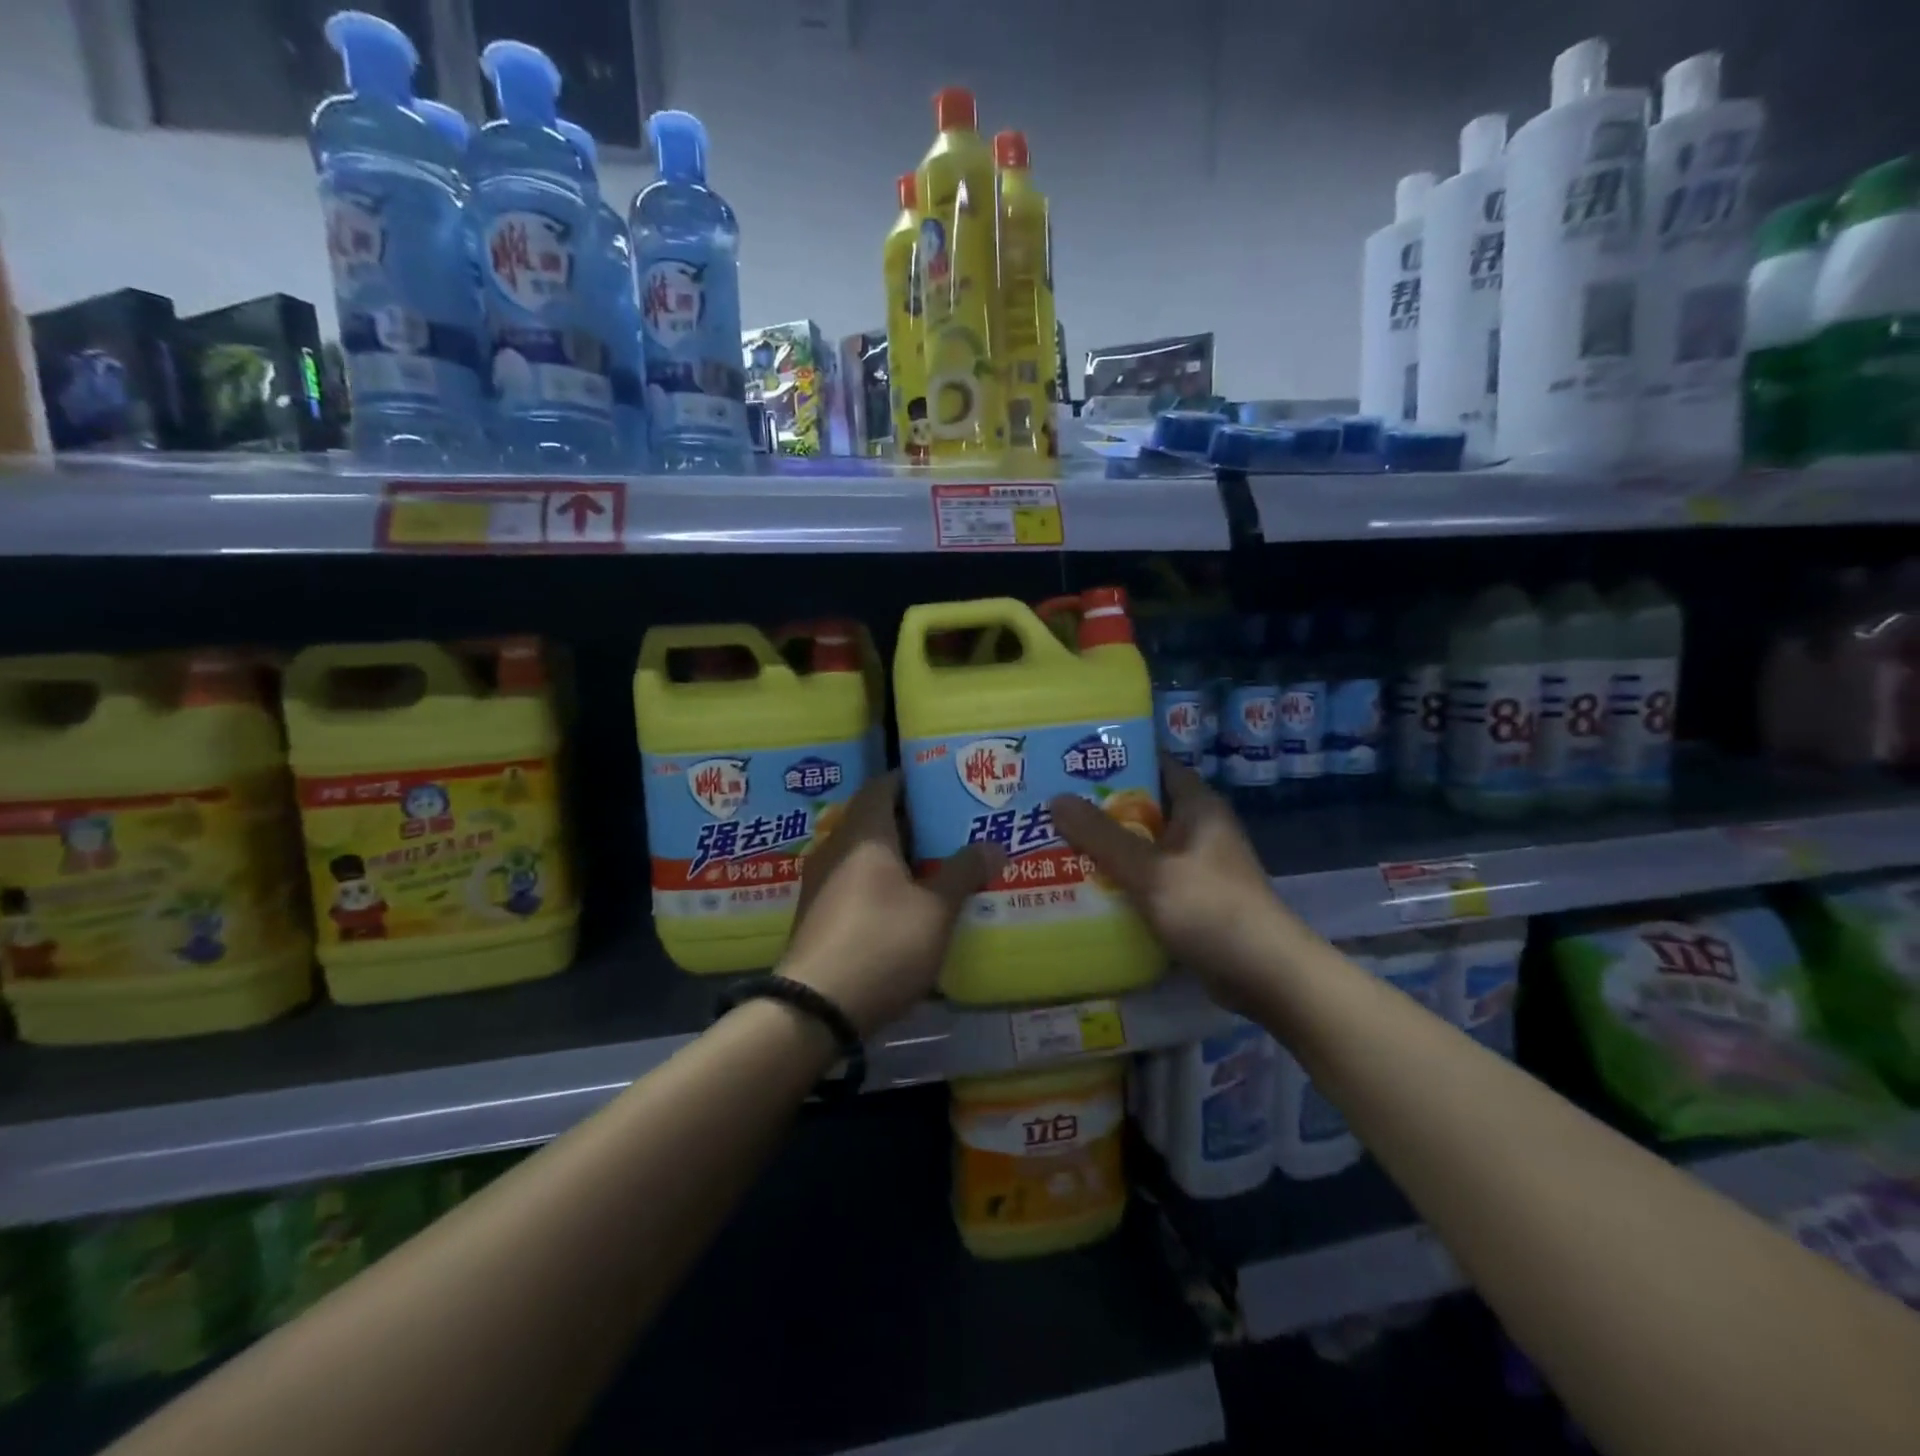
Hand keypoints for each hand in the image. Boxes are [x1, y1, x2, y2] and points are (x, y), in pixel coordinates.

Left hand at [780, 772, 1002, 1035]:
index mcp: (864, 834)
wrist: (814, 1008)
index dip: (913, 781)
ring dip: (900, 857)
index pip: (884, 786)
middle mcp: (836, 848)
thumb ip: (963, 873)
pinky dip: (883, 884)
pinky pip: (856, 883)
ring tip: (940, 866)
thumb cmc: (882, 943)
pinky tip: (911, 905)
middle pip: (877, 820)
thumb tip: (992, 845)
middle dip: (915, 823)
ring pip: (866, 855)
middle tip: (954, 828)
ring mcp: (821, 883)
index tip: (945, 785)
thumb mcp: (935, 910)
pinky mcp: (818, 915)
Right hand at [1050, 761, 1291, 1010]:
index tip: (1072, 762)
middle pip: (1142, 807)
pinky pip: (1147, 878)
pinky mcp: (1191, 899)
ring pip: (1141, 846)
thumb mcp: (1149, 869)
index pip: (1155, 765)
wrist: (1264, 974)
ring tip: (1054, 843)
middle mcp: (1198, 828)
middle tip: (1050, 806)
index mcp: (1197, 806)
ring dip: (1106, 848)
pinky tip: (1083, 886)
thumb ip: (1101, 835)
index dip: (1116, 759)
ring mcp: (1196, 865)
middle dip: (1099, 808)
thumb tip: (1056, 799)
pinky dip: (1120, 880)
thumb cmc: (1209, 907)